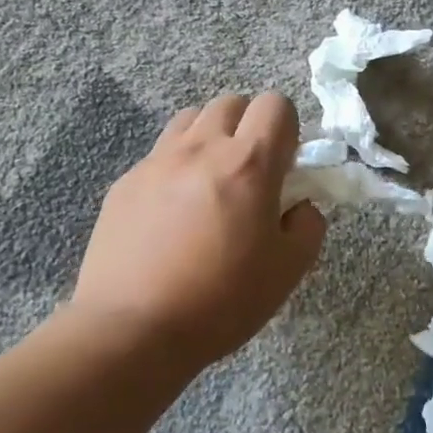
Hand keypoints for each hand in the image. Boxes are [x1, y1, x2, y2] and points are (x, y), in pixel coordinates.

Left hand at [70, 92, 326, 369]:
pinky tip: (170, 215)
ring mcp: (157, 162)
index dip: (287, 129)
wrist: (131, 330)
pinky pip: (159, 155)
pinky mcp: (125, 182)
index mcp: (248, 163)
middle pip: (231, 103)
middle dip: (248, 127)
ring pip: (191, 119)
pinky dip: (175, 168)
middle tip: (248, 174)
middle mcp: (201, 148)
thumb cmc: (220, 301)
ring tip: (209, 183)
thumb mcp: (287, 271)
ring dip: (209, 138)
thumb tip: (300, 206)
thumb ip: (308, 226)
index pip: (276, 105)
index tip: (284, 168)